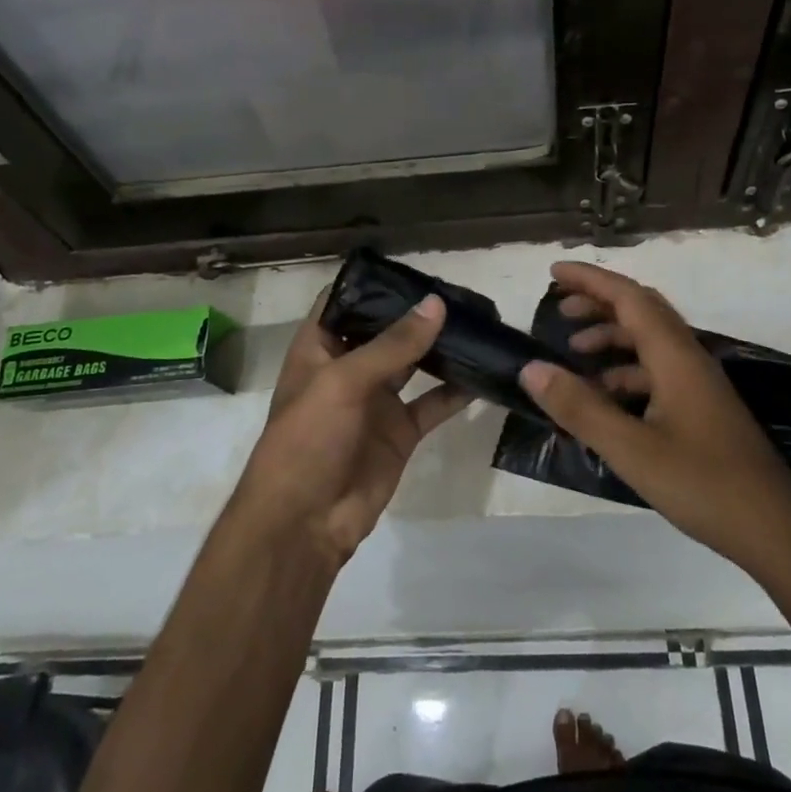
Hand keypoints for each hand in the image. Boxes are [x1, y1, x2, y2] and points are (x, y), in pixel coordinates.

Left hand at [233, 293, 468, 564]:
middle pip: (385, 331)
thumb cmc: (308, 439)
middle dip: (417, 313)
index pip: (342, 302)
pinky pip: (433, 403)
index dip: (371, 283)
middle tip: (462, 293)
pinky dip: (457, 390)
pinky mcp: (400, 432)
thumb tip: (436, 304)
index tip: (412, 268)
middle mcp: (348, 369)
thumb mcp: (344, 382)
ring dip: (441, 347)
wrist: (305, 523)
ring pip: (414, 364)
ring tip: (479, 323)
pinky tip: (485, 372)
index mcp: (319, 349)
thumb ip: (393, 344)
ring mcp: (376, 401)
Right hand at [518, 261, 790, 577]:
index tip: (554, 271)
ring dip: (611, 339)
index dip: (591, 280)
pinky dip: (625, 372)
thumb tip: (531, 368)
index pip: (629, 298)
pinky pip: (657, 372)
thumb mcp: (631, 449)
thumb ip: (580, 408)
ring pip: (649, 343)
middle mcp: (689, 359)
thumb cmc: (702, 484)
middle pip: (642, 312)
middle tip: (559, 310)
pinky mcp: (702, 409)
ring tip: (574, 356)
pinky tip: (605, 399)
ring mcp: (699, 385)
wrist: (773, 530)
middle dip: (599, 303)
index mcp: (675, 357)